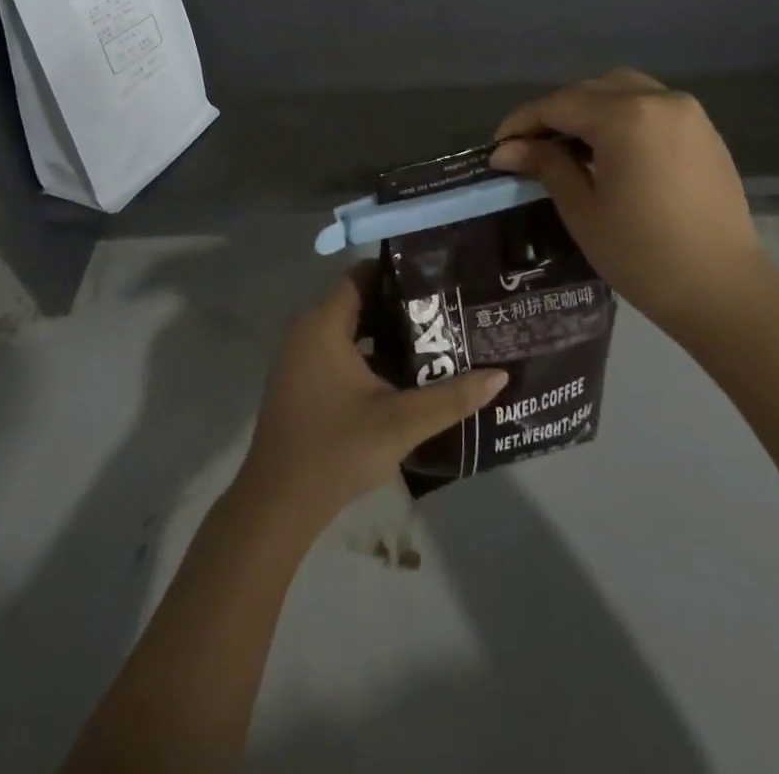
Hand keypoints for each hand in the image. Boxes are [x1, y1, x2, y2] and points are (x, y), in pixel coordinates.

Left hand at [234, 276, 507, 537]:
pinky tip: (403, 375)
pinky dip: (368, 354)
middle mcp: (307, 330)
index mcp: (323, 324)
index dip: (397, 273)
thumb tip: (500, 375)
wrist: (277, 505)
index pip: (361, 274)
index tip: (435, 278)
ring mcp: (300, 357)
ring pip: (349, 328)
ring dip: (385, 332)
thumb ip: (452, 397)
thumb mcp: (401, 422)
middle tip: (444, 310)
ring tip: (433, 338)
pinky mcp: (301, 381)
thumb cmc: (337, 450)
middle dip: (399, 305)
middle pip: (357, 300)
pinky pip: (338, 351)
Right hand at [490, 68, 776, 342]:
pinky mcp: (704, 130)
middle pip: (590, 90)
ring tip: (569, 144)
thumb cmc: (644, 255)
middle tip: (529, 147)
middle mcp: (659, 100)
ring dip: (589, 108)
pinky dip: (622, 115)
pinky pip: (651, 105)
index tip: (498, 146)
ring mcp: (687, 113)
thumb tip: (507, 149)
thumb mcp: (583, 210)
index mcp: (626, 118)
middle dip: (554, 113)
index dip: (523, 122)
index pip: (559, 105)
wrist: (724, 291)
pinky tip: (610, 149)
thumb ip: (546, 166)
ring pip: (622, 89)